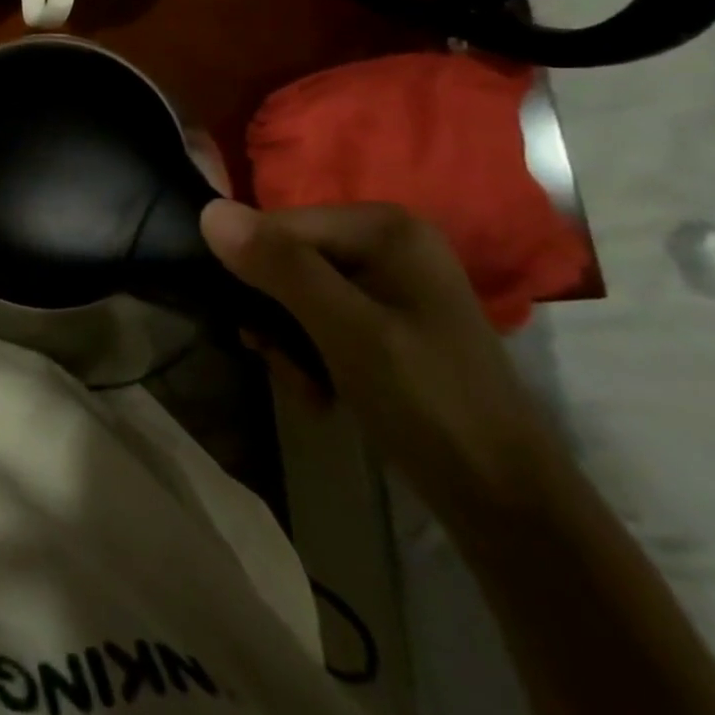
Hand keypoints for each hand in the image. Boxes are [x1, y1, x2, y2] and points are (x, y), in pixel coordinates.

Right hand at [201, 200, 562, 522]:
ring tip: (305, 385)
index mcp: (383, 227)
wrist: (506, 503)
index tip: (260, 337)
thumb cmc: (430, 405)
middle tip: (285, 366)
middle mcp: (383, 240)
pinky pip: (317, 315)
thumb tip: (208, 212)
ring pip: (293, 291)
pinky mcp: (383, 316)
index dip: (255, 277)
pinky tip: (319, 390)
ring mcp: (386, 279)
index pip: (275, 227)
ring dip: (286, 340)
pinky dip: (308, 352)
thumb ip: (280, 267)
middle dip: (273, 315)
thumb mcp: (347, 331)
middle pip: (284, 258)